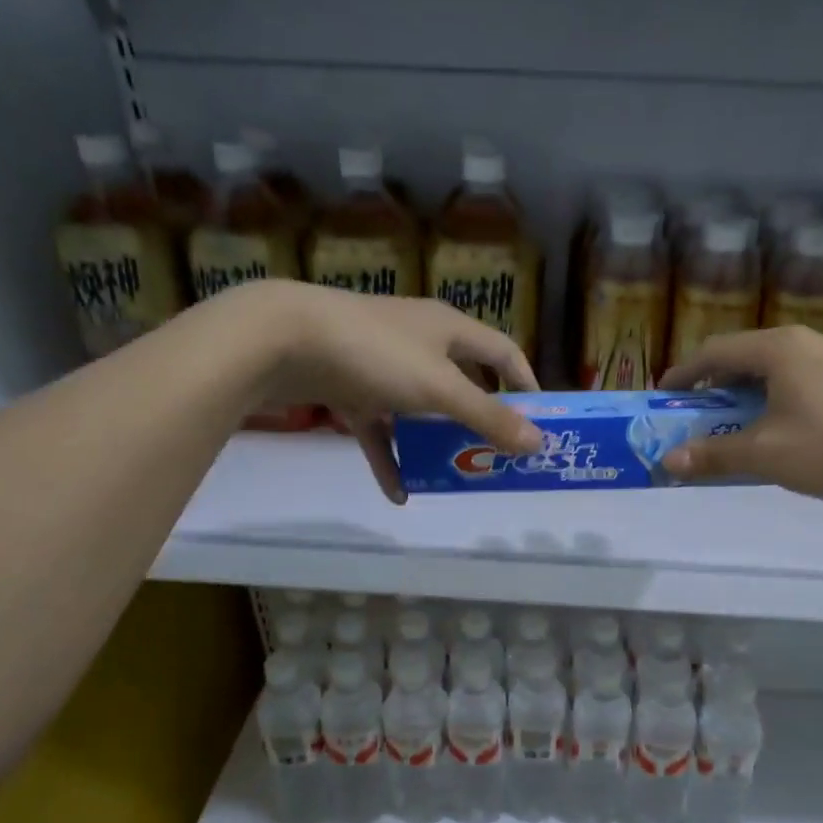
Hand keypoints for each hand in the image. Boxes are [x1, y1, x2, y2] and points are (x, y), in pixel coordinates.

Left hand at [242, 283, 543, 502]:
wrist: (283, 340)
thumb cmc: (376, 354)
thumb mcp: (440, 389)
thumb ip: (488, 417)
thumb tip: (537, 443)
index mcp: (449, 330)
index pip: (503, 352)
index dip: (525, 384)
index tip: (539, 421)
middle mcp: (420, 342)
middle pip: (463, 381)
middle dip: (480, 418)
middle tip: (497, 454)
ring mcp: (382, 365)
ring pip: (420, 409)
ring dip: (435, 442)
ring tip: (453, 475)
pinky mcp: (350, 387)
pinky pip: (379, 428)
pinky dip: (390, 456)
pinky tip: (398, 492)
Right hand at [658, 325, 822, 502]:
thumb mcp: (767, 455)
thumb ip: (714, 455)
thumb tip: (667, 461)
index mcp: (777, 349)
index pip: (713, 352)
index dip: (683, 375)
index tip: (662, 398)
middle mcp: (804, 343)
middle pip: (742, 358)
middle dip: (712, 388)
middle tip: (694, 418)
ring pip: (772, 372)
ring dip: (744, 398)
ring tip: (733, 428)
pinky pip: (797, 383)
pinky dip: (773, 403)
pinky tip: (780, 433)